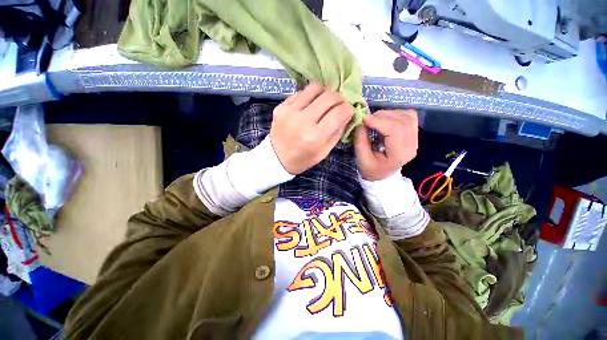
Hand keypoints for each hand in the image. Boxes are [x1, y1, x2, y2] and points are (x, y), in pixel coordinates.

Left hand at [269, 83, 353, 174]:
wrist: (276, 158)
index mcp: (315, 136)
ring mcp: (290, 111)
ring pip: (314, 88)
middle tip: (339, 104)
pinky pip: (300, 93)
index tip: (349, 110)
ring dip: (325, 92)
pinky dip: (309, 97)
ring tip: (325, 102)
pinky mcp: (281, 107)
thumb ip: (337, 132)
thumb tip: (347, 114)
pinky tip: (310, 106)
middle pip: (328, 97)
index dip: (348, 108)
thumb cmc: (302, 159)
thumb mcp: (324, 152)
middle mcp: (303, 121)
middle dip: (339, 98)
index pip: (338, 113)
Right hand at [354, 109, 418, 180]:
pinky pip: (408, 116)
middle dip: (382, 116)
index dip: (379, 121)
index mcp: (399, 155)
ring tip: (375, 120)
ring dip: (388, 114)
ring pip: (407, 116)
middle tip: (367, 120)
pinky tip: (385, 120)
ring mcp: (415, 139)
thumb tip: (361, 122)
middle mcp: (412, 145)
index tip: (364, 119)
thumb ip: (360, 141)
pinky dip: (395, 114)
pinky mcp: (414, 133)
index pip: (395, 130)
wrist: (382, 174)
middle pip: (402, 121)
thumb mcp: (362, 159)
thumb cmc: (371, 169)